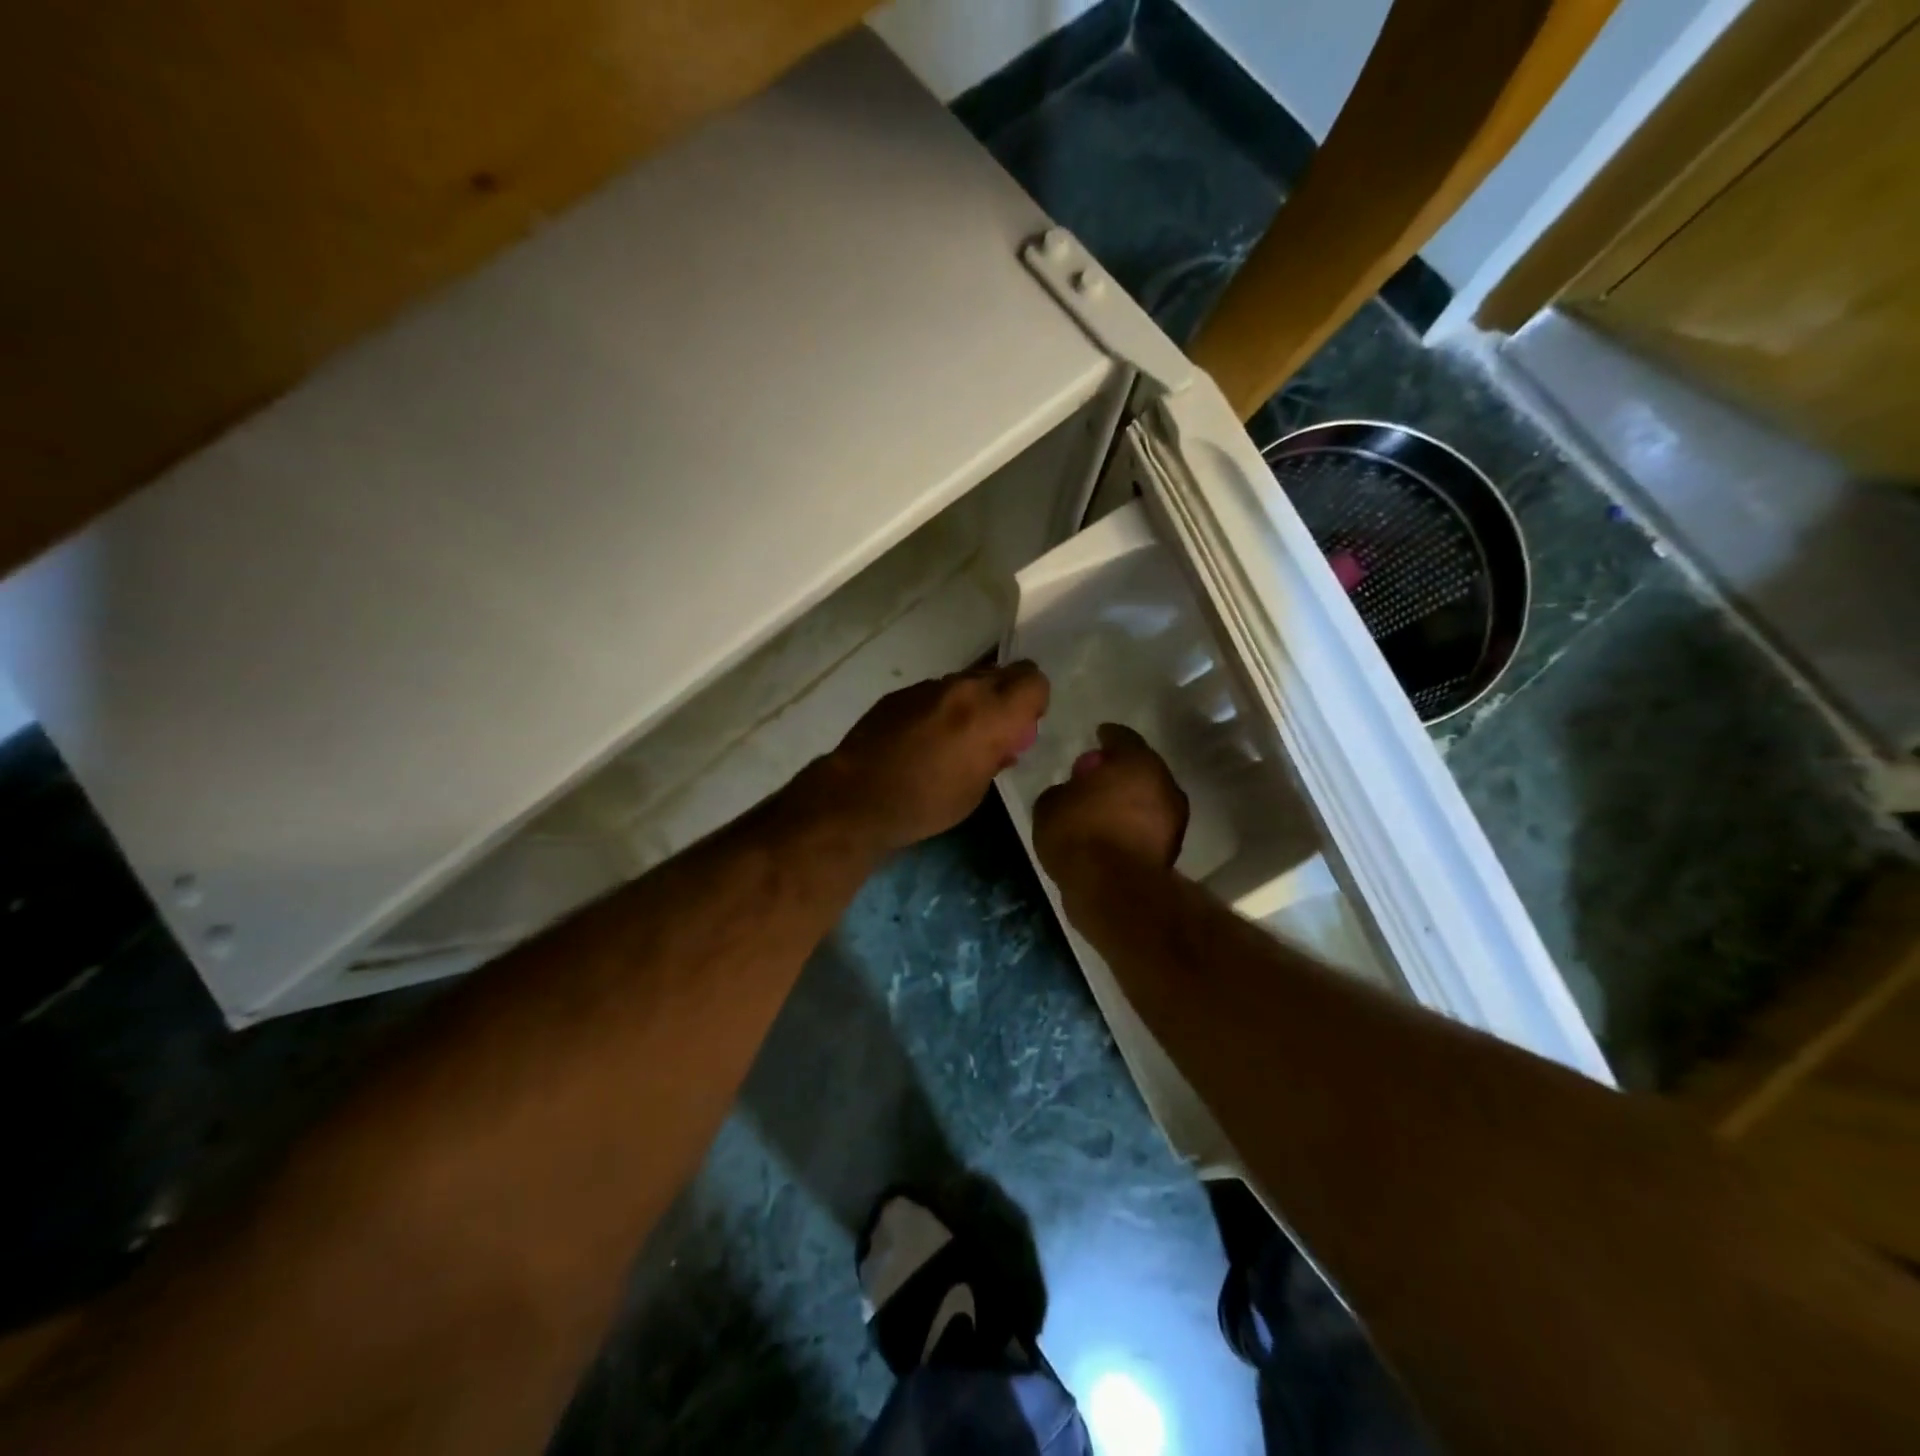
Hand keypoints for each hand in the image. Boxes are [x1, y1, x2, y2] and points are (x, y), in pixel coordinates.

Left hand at [817, 663, 1050, 853]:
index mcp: (990, 713)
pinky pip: (935, 692)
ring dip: (973, 701)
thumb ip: (998, 754)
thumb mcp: (977, 789)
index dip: (1035, 702)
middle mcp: (963, 689)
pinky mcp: (901, 693)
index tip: (1023, 726)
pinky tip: (923, 738)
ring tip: (955, 737)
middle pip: (1003, 673)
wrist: (857, 798)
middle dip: (1007, 696)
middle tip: (995, 730)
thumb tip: (1005, 742)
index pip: (1034, 681)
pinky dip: (941, 708)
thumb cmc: (926, 804)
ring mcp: (929, 686)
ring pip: (968, 680)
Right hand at [1033, 724, 1187, 892]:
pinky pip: (1148, 828)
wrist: (1112, 890)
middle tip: (1096, 777)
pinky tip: (1112, 834)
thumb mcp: (1050, 805)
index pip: (1121, 737)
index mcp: (1136, 761)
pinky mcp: (1171, 851)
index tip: (1097, 737)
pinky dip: (1134, 827)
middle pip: (1141, 768)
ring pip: (1149, 799)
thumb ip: (1064, 790)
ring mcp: (1173, 819)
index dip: (1106, 736)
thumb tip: (1072, 792)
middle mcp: (1163, 783)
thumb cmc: (1080, 834)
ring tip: (1103, 809)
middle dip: (1121, 771)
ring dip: (1130, 801)